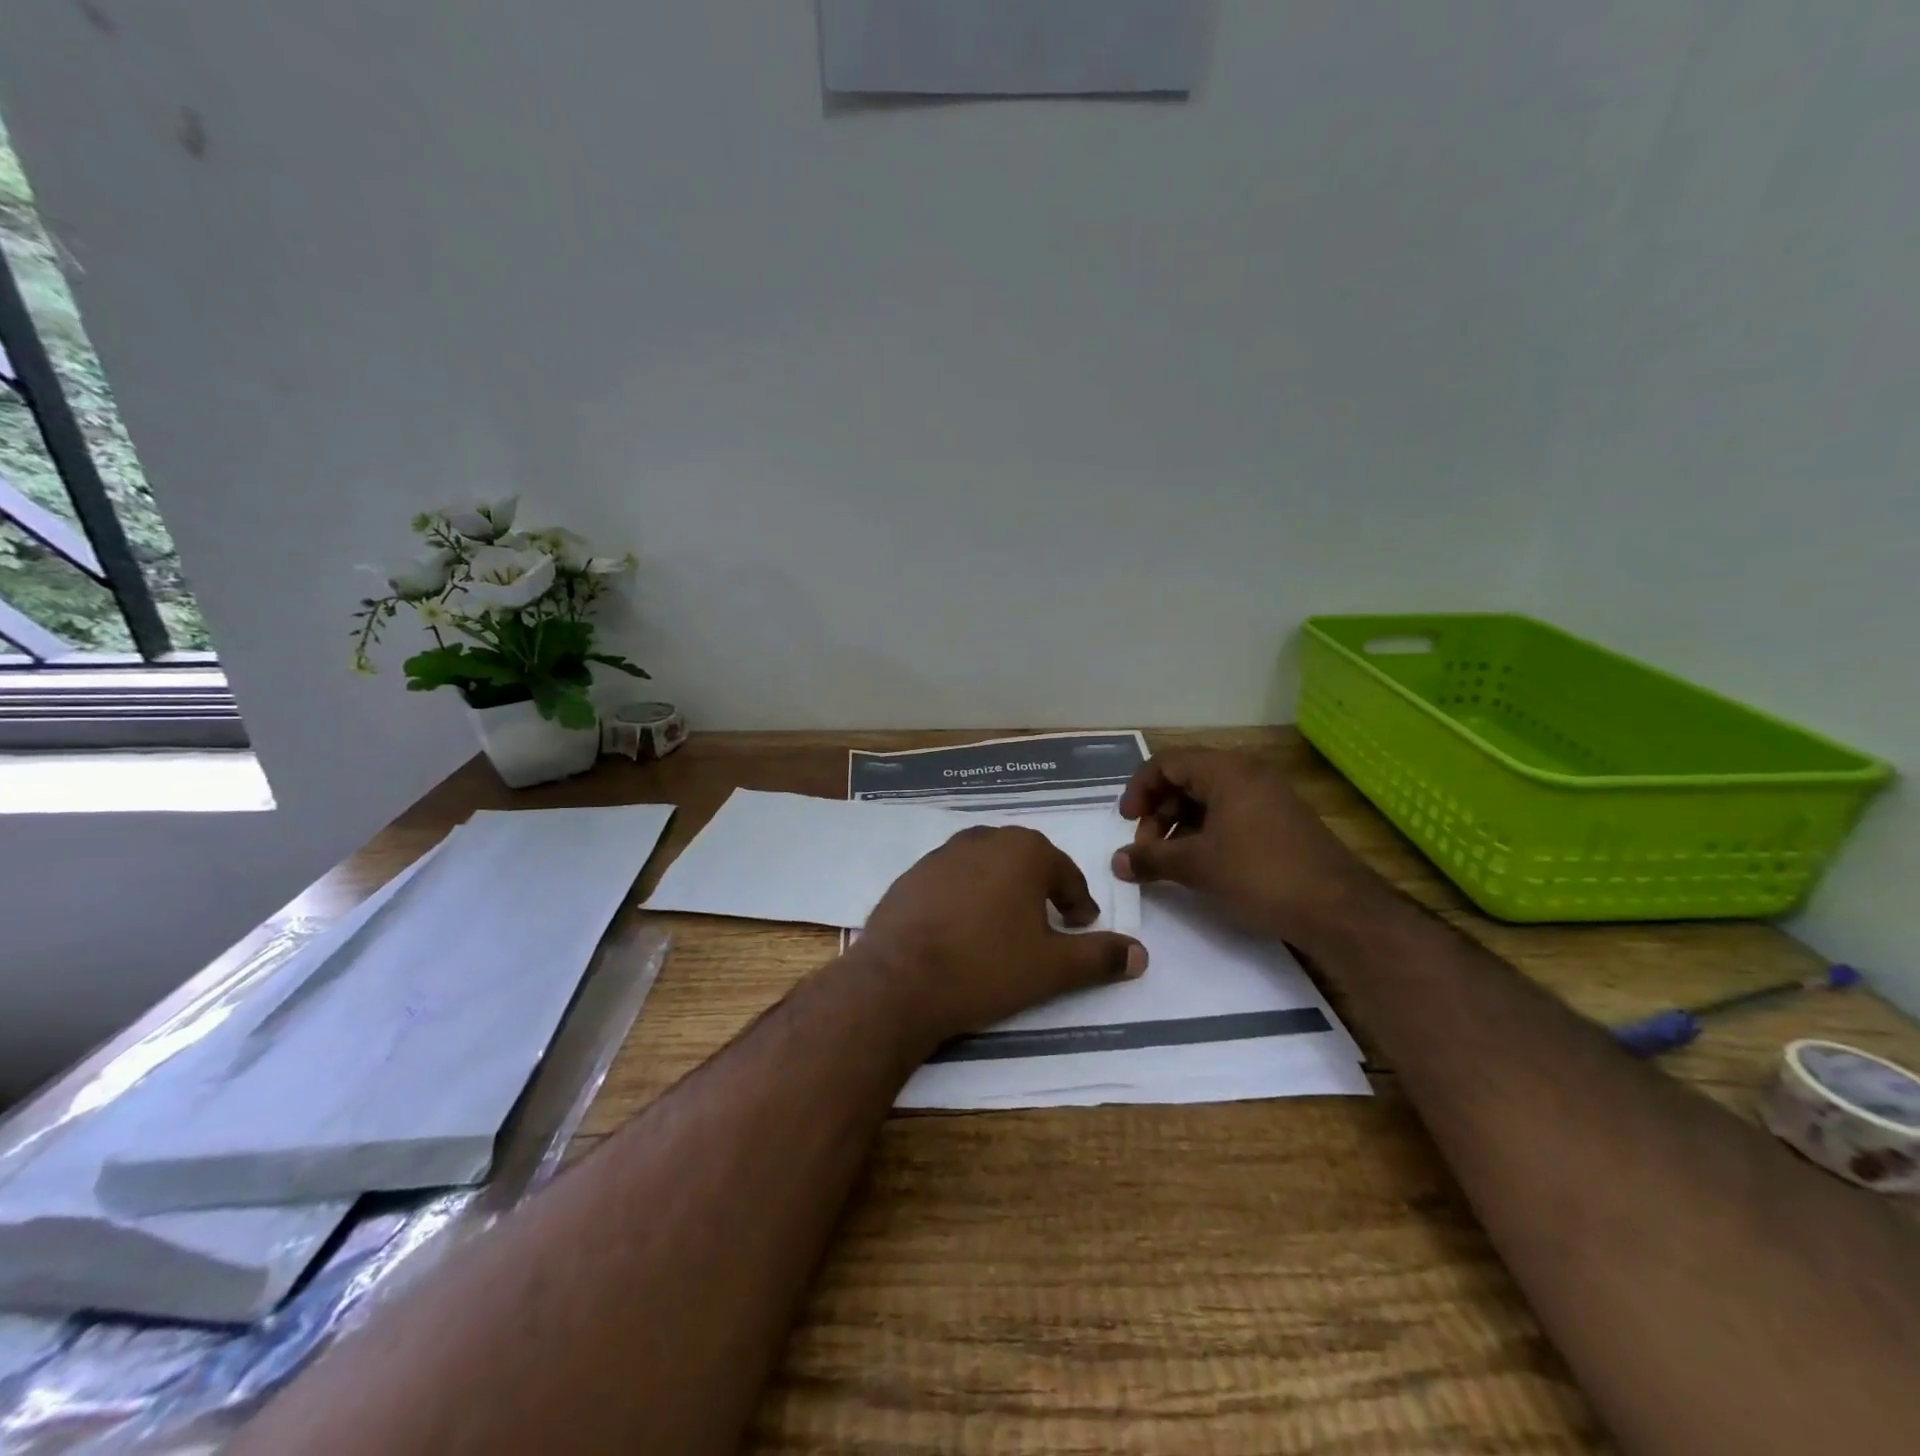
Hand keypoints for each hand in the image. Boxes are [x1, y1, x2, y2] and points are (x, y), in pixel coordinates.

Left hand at [854, 825, 1147, 1049]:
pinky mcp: (911, 874)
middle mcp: (983, 840)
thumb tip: (1141, 954)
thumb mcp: (1052, 968)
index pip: (1064, 872)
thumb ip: (1099, 957)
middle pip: (1024, 862)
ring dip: (1001, 891)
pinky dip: (965, 898)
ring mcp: (942, 854)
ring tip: (1005, 928)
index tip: (1080, 925)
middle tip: (1048, 923)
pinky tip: (961, 930)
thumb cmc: (986, 967)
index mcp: (1023, 851)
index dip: (1077, 901)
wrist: (899, 980)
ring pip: (986, 867)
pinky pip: (952, 880)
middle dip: (1040, 889)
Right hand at [1113, 748, 1381, 944]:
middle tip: (1147, 848)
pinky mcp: (1281, 820)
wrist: (1339, 909)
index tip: (1127, 822)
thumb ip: (1151, 859)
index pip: (1167, 762)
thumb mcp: (1198, 866)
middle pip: (1186, 778)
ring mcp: (1268, 796)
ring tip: (1170, 860)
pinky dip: (1206, 832)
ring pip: (1209, 798)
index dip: (1139, 789)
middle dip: (1159, 811)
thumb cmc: (1261, 874)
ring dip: (1180, 825)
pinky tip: (1201, 863)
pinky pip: (1231, 813)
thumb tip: (1117, 862)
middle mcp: (1248, 773)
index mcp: (1226, 771)